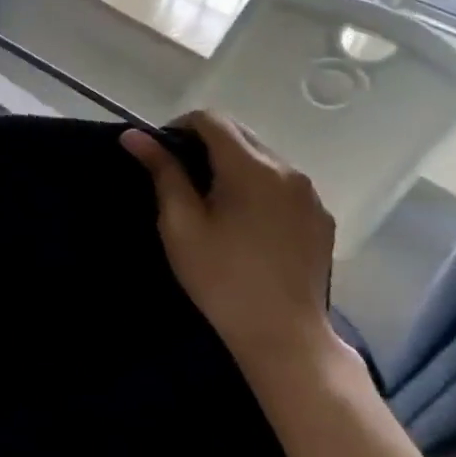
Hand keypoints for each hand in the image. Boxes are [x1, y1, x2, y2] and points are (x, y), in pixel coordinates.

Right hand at [121, 111, 340, 381]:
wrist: (284, 337)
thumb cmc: (221, 277)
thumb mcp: (180, 223)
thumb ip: (162, 171)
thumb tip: (134, 135)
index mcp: (251, 168)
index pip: (211, 119)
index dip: (179, 127)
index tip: (161, 154)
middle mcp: (288, 170)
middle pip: (240, 134)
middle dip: (206, 144)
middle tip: (181, 178)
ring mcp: (310, 196)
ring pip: (263, 158)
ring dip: (233, 164)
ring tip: (213, 200)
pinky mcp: (321, 218)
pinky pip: (283, 184)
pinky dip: (259, 186)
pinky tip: (245, 220)